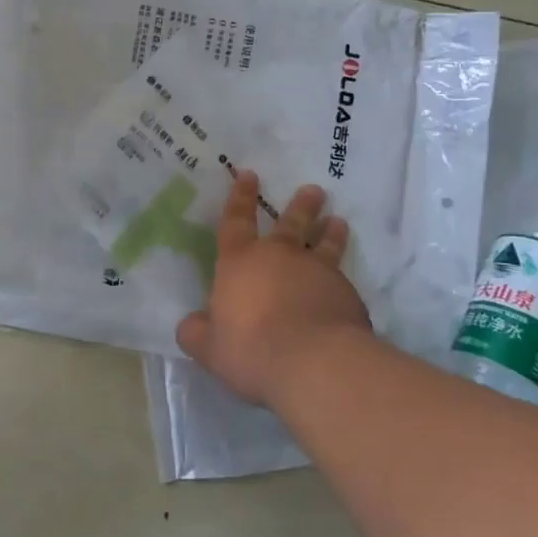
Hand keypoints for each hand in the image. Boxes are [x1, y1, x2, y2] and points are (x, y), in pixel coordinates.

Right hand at [176, 172, 374, 407]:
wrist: (314, 363)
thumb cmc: (251, 348)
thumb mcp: (209, 348)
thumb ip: (196, 333)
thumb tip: (191, 325)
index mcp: (240, 262)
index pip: (236, 221)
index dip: (240, 197)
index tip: (248, 174)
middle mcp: (279, 257)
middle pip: (289, 223)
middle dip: (300, 205)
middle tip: (313, 190)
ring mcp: (317, 272)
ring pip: (324, 244)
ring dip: (329, 231)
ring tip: (337, 220)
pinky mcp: (347, 295)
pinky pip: (343, 279)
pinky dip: (343, 277)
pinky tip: (347, 285)